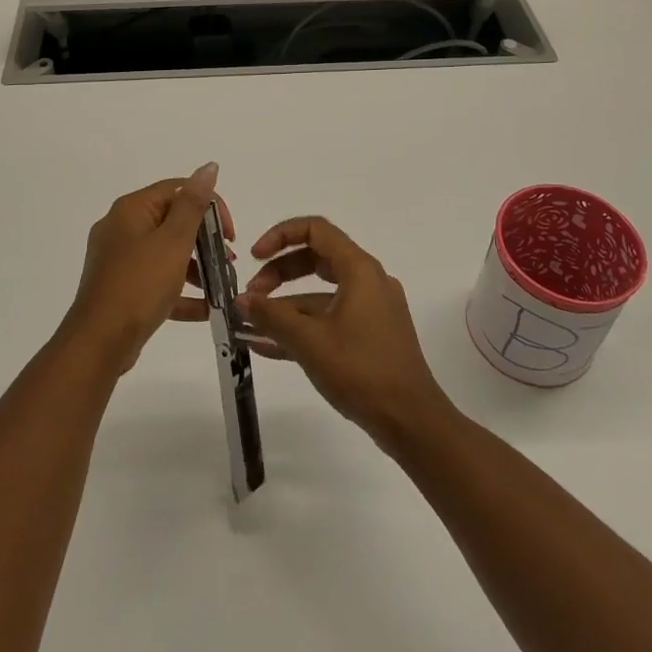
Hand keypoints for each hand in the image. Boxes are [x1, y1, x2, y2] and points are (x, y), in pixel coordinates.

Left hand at [65, 164, 233, 373]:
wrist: (99, 342)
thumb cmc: (139, 285)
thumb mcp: (173, 242)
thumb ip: (193, 204)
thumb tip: (208, 167)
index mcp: (132, 209)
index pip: (178, 190)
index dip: (209, 206)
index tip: (230, 234)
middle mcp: (121, 228)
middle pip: (172, 221)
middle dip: (205, 239)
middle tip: (228, 259)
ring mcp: (119, 260)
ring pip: (165, 253)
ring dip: (197, 266)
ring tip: (222, 285)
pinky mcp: (121, 288)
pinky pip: (156, 280)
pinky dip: (180, 291)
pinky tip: (207, 309)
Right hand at [238, 216, 450, 451]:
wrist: (412, 422)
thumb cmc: (361, 371)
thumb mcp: (309, 341)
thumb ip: (271, 316)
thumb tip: (240, 300)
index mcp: (359, 270)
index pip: (316, 230)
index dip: (280, 236)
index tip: (254, 257)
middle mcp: (368, 281)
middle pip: (316, 259)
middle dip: (278, 274)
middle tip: (252, 296)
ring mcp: (371, 309)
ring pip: (320, 293)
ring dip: (285, 306)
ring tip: (251, 326)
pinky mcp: (370, 335)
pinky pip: (329, 318)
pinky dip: (302, 326)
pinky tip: (268, 346)